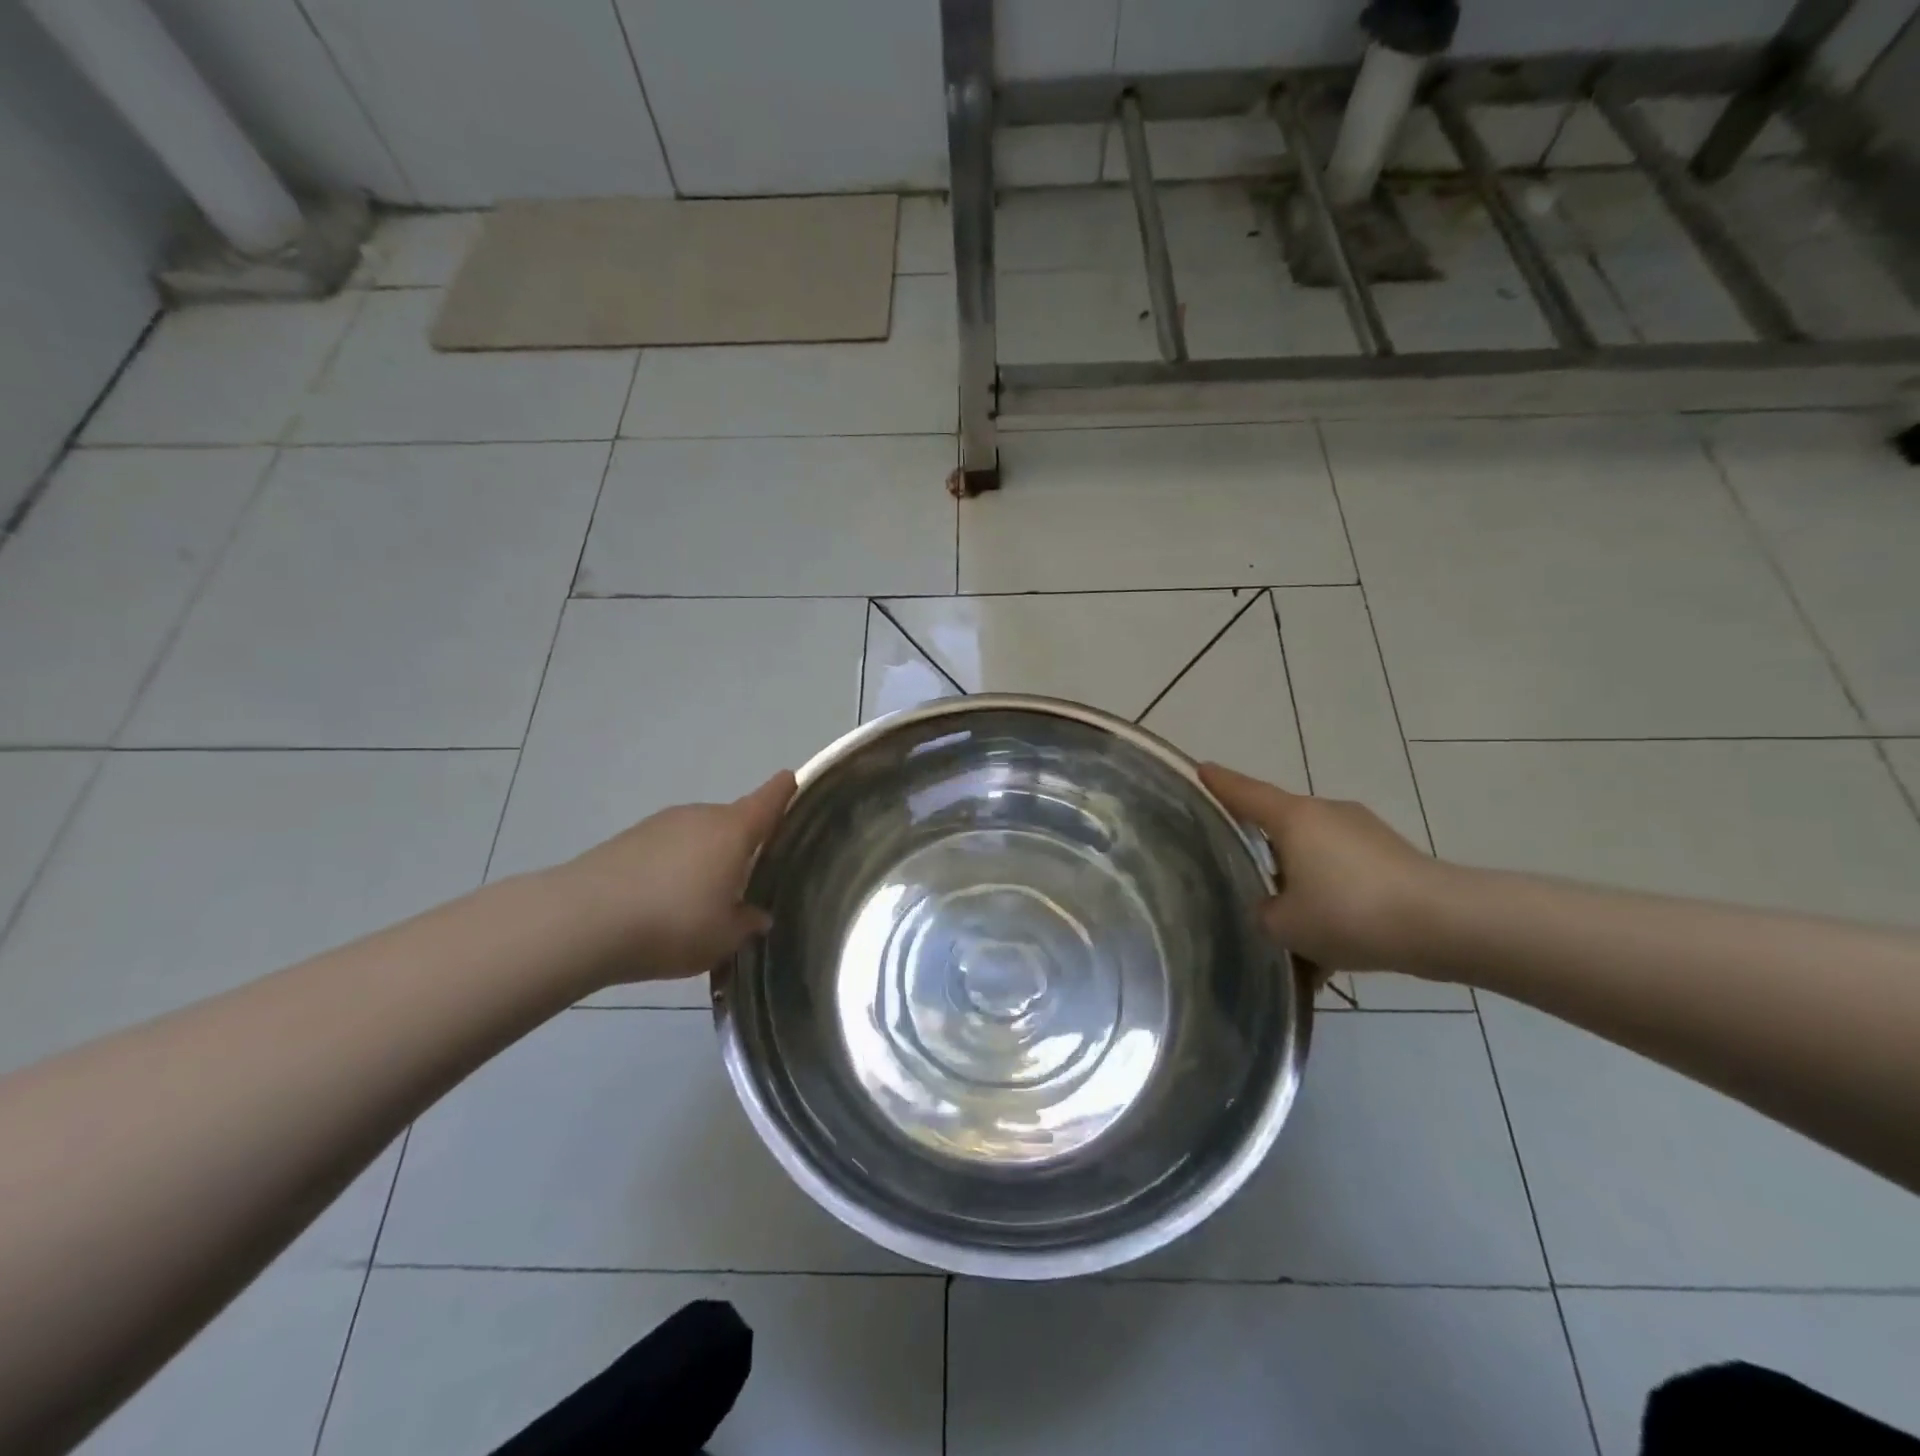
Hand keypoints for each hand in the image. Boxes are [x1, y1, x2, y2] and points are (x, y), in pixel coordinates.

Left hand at [554, 772, 795, 984]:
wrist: (581, 921)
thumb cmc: (673, 923)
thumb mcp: (723, 937)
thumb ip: (747, 923)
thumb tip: (757, 915)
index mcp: (733, 831)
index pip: (769, 799)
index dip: (785, 790)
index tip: (793, 780)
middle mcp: (701, 816)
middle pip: (732, 822)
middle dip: (741, 845)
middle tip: (744, 883)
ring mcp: (660, 824)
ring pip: (697, 837)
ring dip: (704, 859)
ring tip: (698, 903)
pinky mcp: (627, 839)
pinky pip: (665, 849)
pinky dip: (672, 868)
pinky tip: (661, 904)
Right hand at [1200, 763, 1441, 972]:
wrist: (1447, 925)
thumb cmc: (1350, 912)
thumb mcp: (1286, 925)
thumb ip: (1264, 913)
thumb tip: (1272, 908)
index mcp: (1294, 819)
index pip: (1245, 793)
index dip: (1220, 783)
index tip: (1200, 769)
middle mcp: (1327, 815)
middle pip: (1281, 825)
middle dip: (1263, 850)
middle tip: (1242, 875)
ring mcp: (1364, 833)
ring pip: (1316, 857)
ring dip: (1302, 885)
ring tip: (1293, 933)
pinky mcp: (1392, 857)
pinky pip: (1347, 876)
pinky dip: (1334, 904)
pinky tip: (1333, 952)